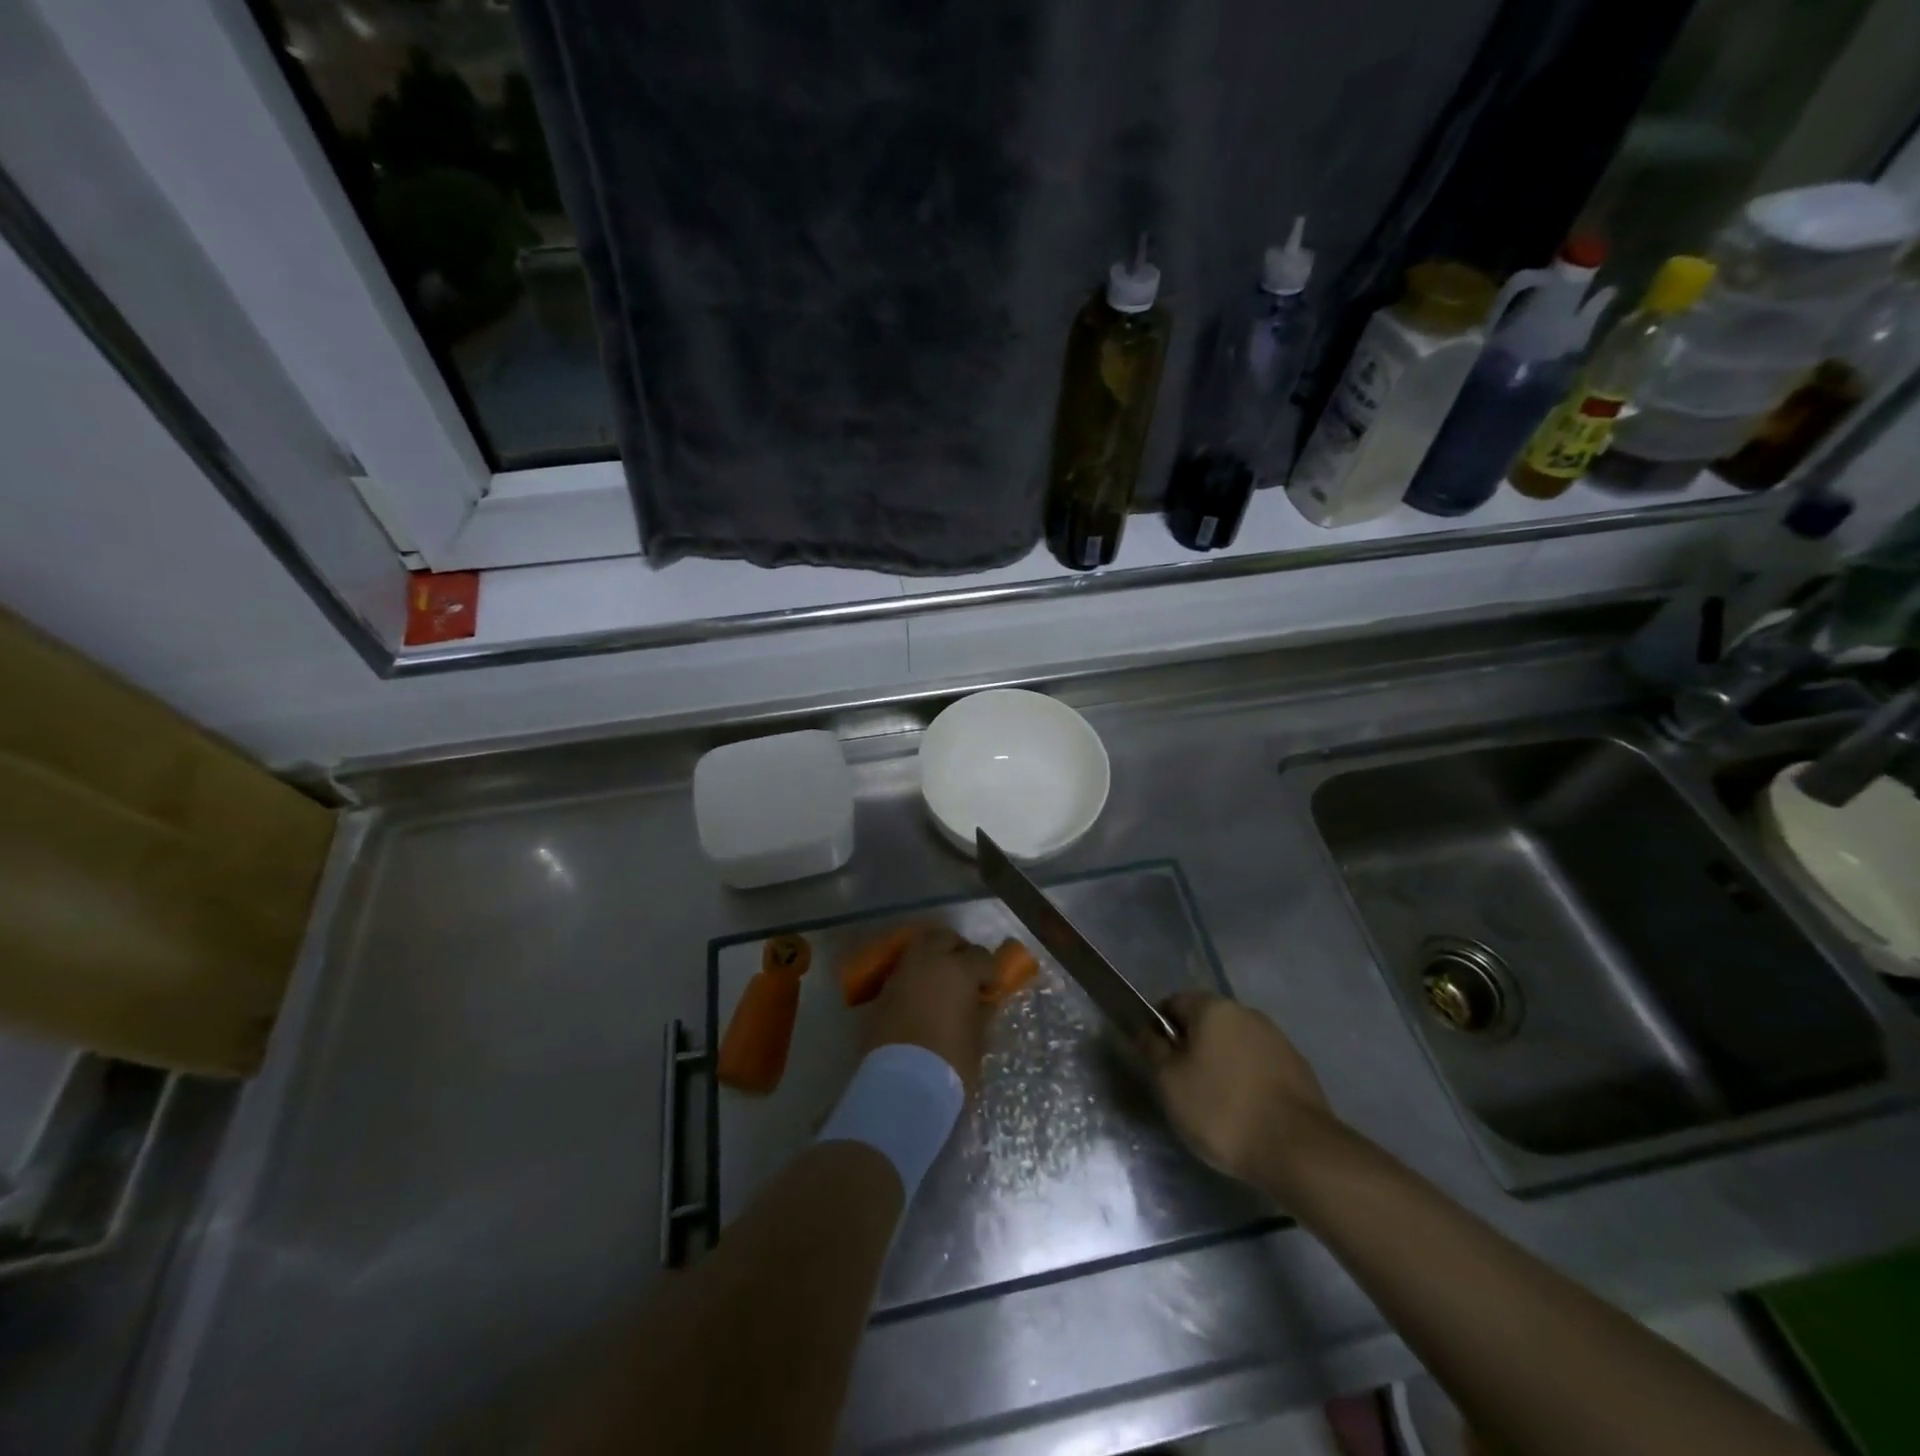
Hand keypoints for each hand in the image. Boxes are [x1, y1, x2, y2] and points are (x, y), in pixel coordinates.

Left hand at [863, 928, 998, 1093]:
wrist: (900, 1088)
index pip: (981, 957)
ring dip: (934, 957)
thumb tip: (983, 1001)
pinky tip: (923, 995)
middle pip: (946, 938)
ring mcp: (902, 973)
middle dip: (959, 950)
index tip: (992, 988)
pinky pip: (904, 969)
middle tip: (968, 974)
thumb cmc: (949, 1063)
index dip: (990, 972)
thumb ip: (982, 1012)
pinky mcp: (883, 990)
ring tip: (943, 982)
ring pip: (920, 948)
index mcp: (957, 969)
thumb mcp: (977, 1039)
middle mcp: (927, 961)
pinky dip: (916, 974)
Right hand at [1140, 992, 1335, 1190]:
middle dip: (1191, 1048)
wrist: (1299, 1151)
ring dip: (1220, 1065)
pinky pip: (1258, 1066)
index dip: (1159, 1028)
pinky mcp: (1297, 1068)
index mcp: (1213, 1008)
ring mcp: (1276, 1039)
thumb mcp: (1169, 1082)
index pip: (1173, 1003)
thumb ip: (1153, 1049)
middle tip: (1182, 1086)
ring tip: (1215, 1105)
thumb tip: (1149, 1031)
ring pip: (1233, 1045)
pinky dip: (1246, 1082)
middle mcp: (1246, 1013)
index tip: (1157, 1062)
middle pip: (1206, 1023)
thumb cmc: (1222, 1110)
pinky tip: (1245, 1113)